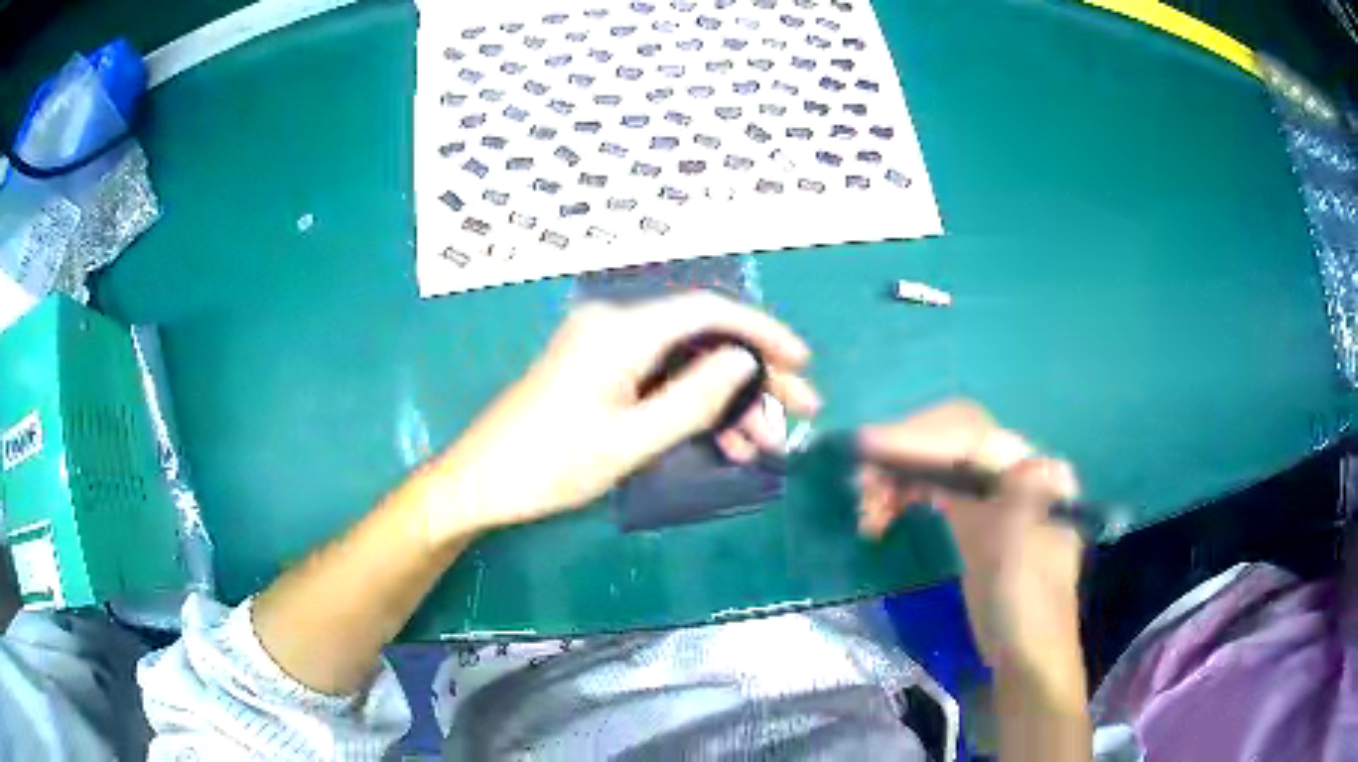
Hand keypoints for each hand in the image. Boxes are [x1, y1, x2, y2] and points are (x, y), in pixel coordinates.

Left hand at [424, 292, 820, 542]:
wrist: (480, 482)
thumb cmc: (549, 466)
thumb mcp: (630, 441)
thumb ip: (694, 399)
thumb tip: (746, 362)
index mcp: (620, 332)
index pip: (707, 311)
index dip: (761, 332)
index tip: (801, 362)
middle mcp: (615, 326)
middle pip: (702, 338)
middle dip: (754, 376)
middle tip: (801, 412)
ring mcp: (606, 348)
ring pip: (686, 363)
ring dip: (728, 401)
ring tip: (764, 445)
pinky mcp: (600, 371)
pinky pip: (660, 379)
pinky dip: (693, 407)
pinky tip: (725, 442)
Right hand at [856, 402, 1083, 694]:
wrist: (1026, 655)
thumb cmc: (1023, 605)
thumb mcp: (1005, 546)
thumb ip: (970, 493)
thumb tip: (925, 451)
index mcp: (1032, 468)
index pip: (968, 434)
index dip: (918, 438)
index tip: (866, 449)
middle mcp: (1013, 467)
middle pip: (950, 438)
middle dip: (904, 454)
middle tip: (861, 486)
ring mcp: (993, 491)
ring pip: (936, 461)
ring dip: (898, 476)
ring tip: (868, 514)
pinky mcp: (973, 514)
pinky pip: (933, 486)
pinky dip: (905, 493)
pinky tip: (883, 514)